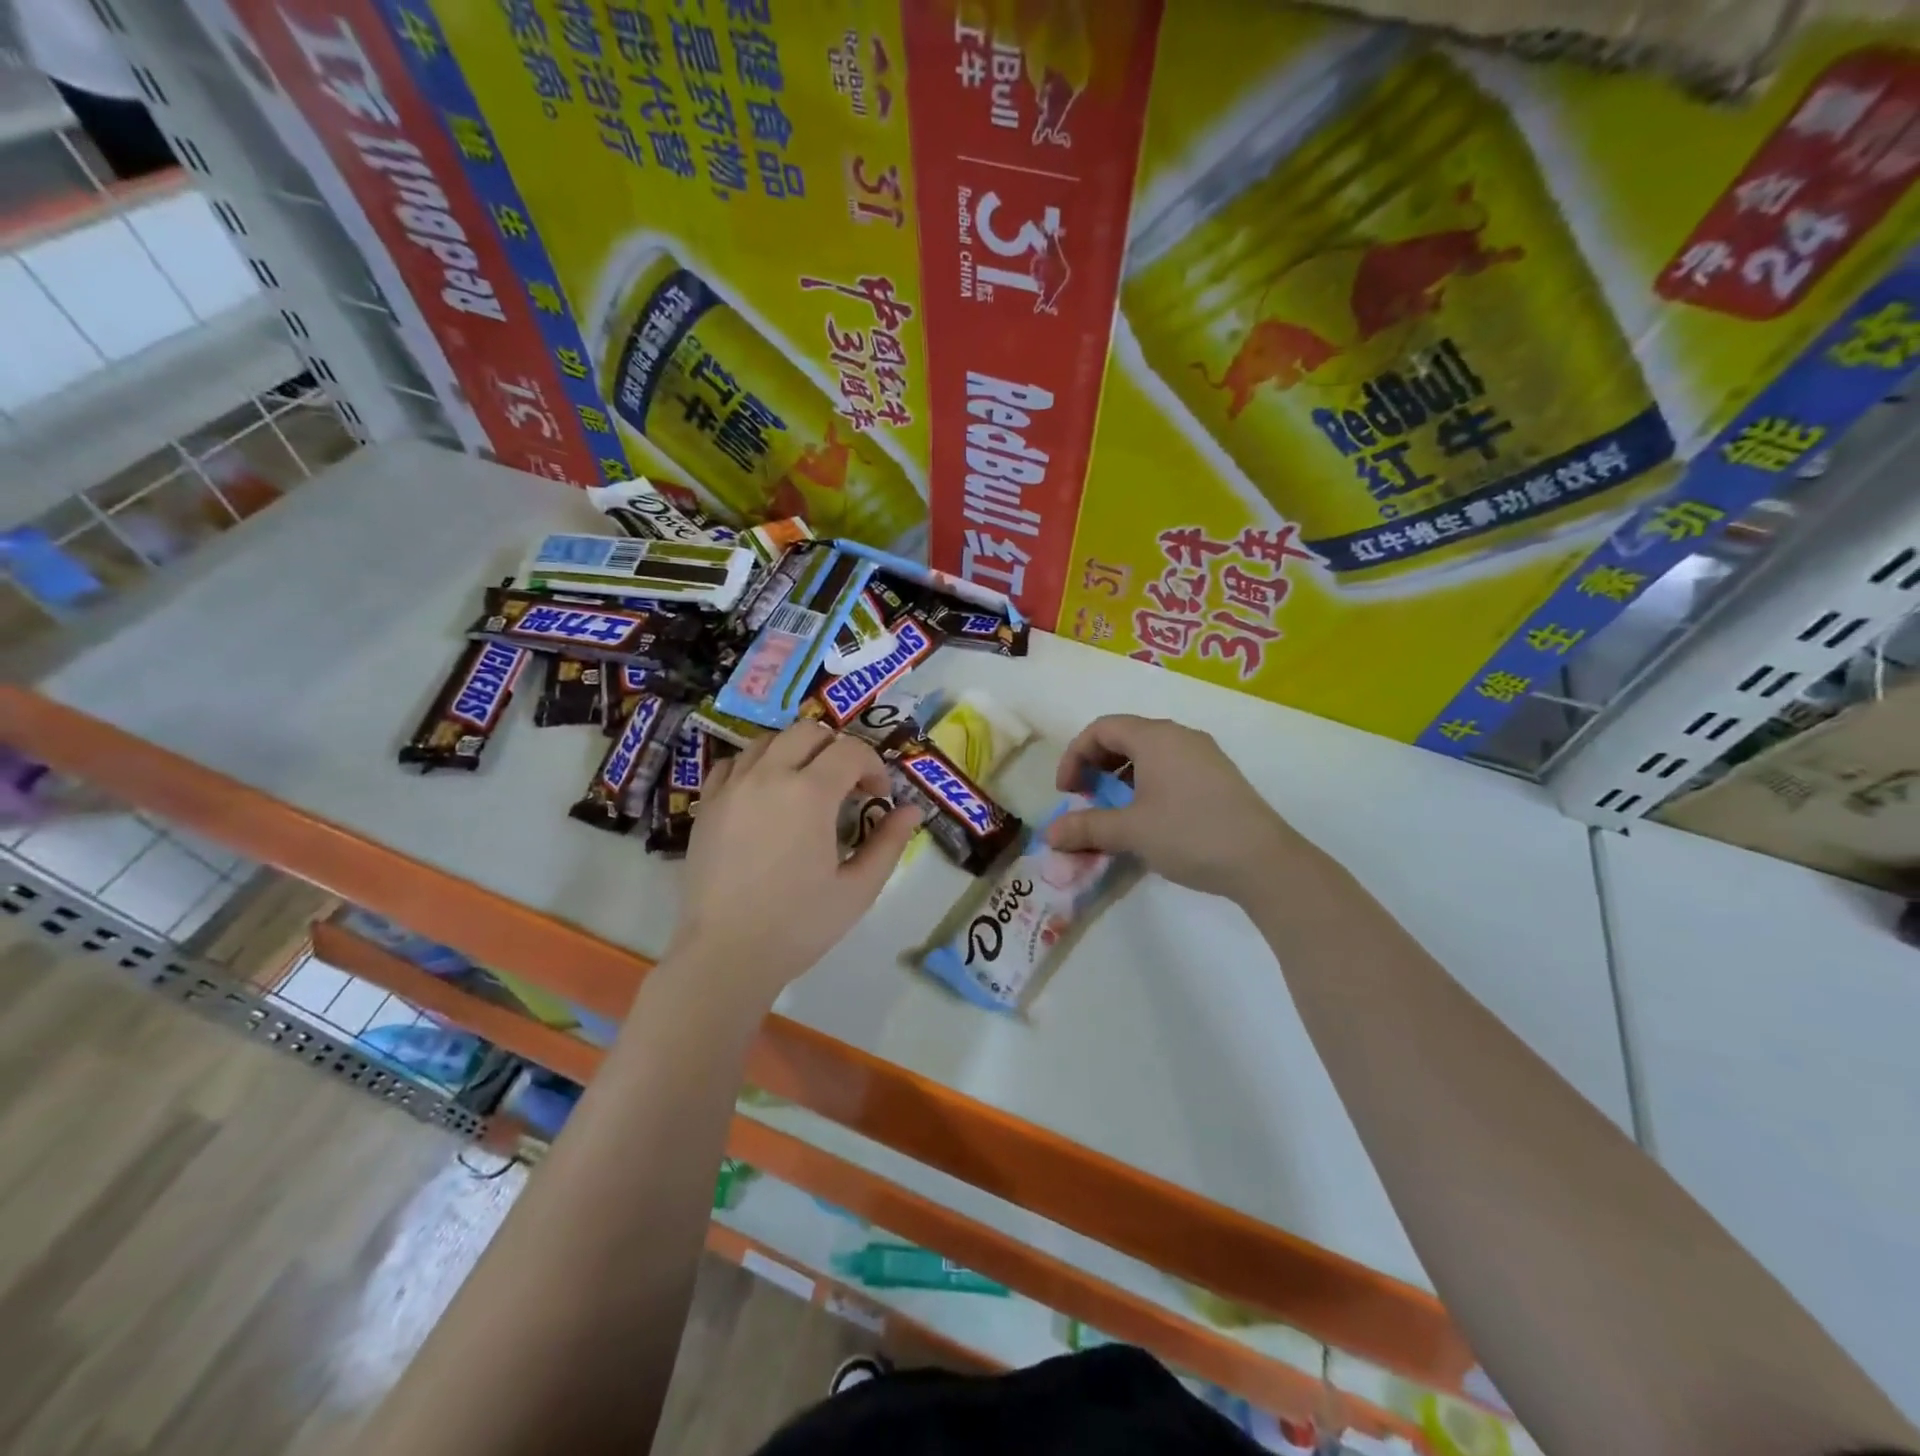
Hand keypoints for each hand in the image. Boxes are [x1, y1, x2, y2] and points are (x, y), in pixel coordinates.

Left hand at [666, 721, 920, 1005]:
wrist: (726, 954)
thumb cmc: (799, 925)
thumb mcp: (858, 889)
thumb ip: (888, 843)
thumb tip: (912, 810)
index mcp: (810, 794)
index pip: (850, 751)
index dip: (873, 767)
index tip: (879, 797)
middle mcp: (768, 776)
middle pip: (808, 732)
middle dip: (837, 749)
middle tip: (847, 785)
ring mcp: (732, 787)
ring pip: (768, 740)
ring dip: (796, 751)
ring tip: (807, 785)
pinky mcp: (707, 805)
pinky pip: (733, 763)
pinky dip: (756, 765)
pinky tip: (766, 793)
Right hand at [1046, 714, 1307, 903]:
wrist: (1263, 861)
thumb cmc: (1189, 834)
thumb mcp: (1130, 831)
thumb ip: (1086, 827)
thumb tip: (1049, 834)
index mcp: (1155, 737)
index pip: (1101, 728)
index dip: (1075, 756)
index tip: (1067, 791)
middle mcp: (1180, 736)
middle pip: (1124, 736)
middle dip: (1097, 765)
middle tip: (1087, 798)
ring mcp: (1204, 755)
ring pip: (1149, 753)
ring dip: (1121, 776)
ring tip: (1115, 810)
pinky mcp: (1219, 776)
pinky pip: (1171, 767)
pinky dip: (1147, 783)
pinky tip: (1149, 817)